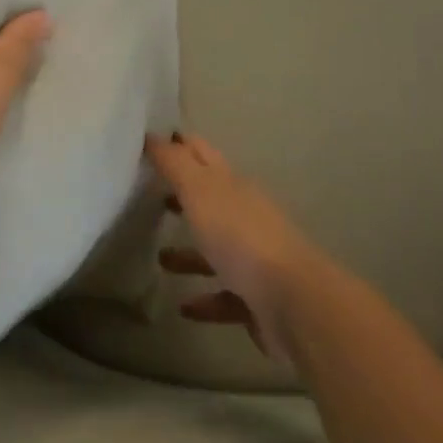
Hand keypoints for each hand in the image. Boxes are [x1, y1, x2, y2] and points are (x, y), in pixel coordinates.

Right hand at [146, 132, 323, 365]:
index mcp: (233, 185)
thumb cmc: (240, 237)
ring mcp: (254, 258)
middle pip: (210, 200)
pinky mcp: (257, 299)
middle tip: (149, 194)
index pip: (202, 154)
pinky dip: (205, 299)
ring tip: (160, 258)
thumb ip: (174, 164)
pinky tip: (184, 307)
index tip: (152, 140)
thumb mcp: (200, 191)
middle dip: (183, 195)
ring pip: (216, 249)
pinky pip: (225, 295)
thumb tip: (151, 134)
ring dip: (190, 253)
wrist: (293, 302)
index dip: (179, 145)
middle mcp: (245, 215)